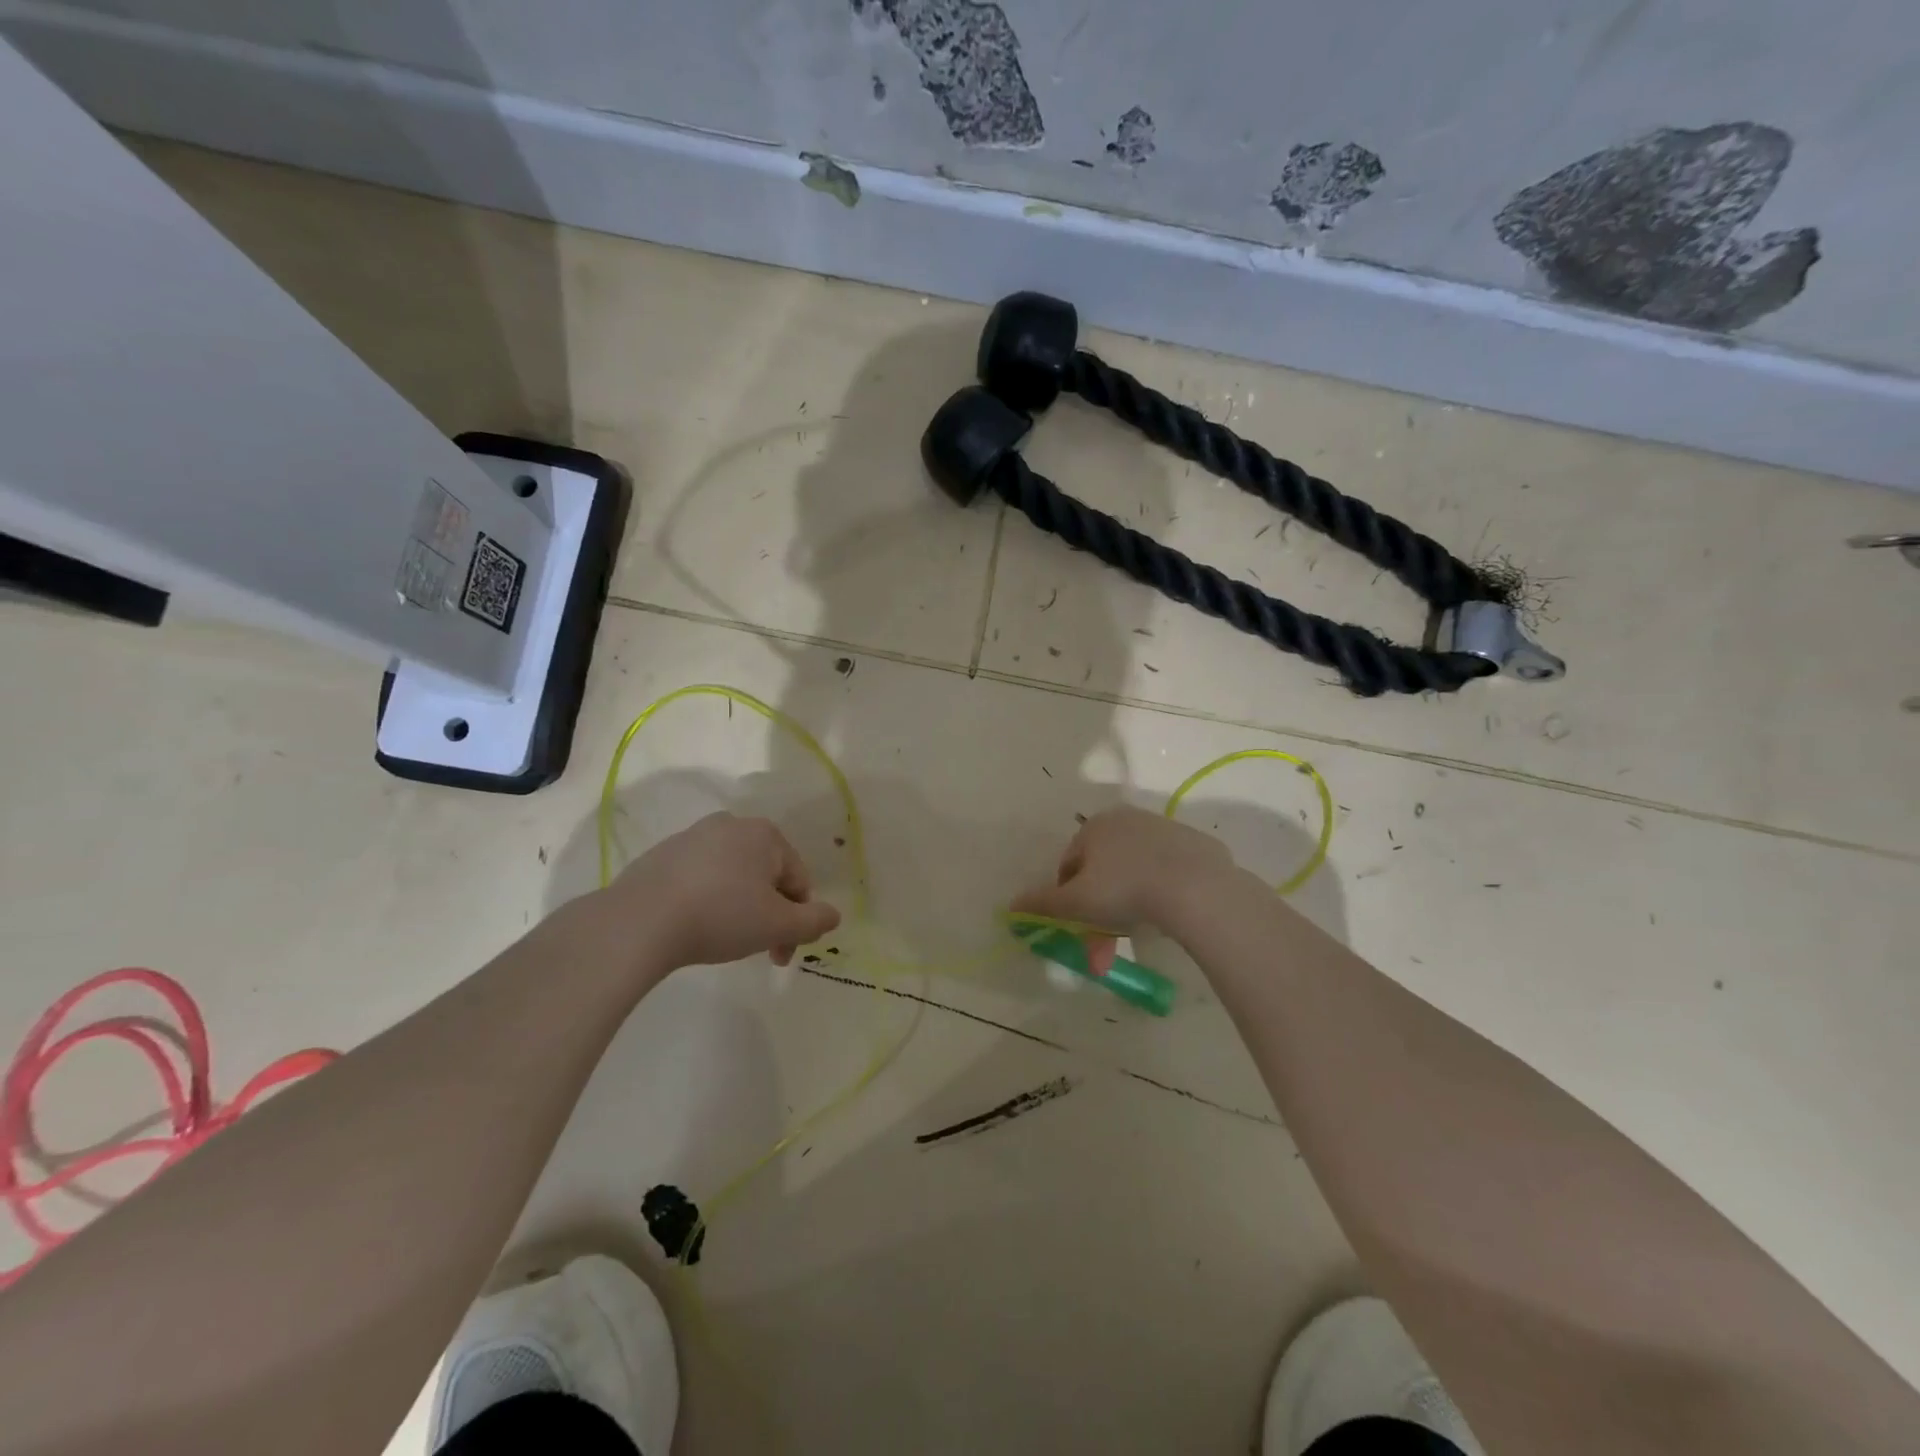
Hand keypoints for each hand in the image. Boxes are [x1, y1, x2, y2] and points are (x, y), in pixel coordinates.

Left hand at [606, 812, 840, 970]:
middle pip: (766, 876)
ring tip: (724, 940)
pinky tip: (694, 926)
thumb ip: (814, 921)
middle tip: (759, 950)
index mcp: (765, 834)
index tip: (782, 955)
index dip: (798, 921)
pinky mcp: (661, 855)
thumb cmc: (720, 917)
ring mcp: (693, 837)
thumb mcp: (778, 925)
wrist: (638, 922)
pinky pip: (700, 878)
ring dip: (739, 907)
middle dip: (769, 914)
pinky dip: (707, 900)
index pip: (798, 881)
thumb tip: (834, 915)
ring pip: (733, 876)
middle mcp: (731, 825)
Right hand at [1009, 807, 1235, 967]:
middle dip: (1100, 910)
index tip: (1078, 927)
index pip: (1070, 864)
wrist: (1197, 888)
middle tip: (1105, 946)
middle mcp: (1127, 819)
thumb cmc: (1125, 890)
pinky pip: (1167, 872)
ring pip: (1135, 872)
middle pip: (1104, 870)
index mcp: (1095, 826)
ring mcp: (1164, 830)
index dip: (1068, 899)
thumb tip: (1011, 905)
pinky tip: (1168, 916)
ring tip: (1138, 934)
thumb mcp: (1076, 902)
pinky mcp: (1194, 845)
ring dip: (1129, 903)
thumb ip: (1041, 903)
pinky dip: (1161, 892)